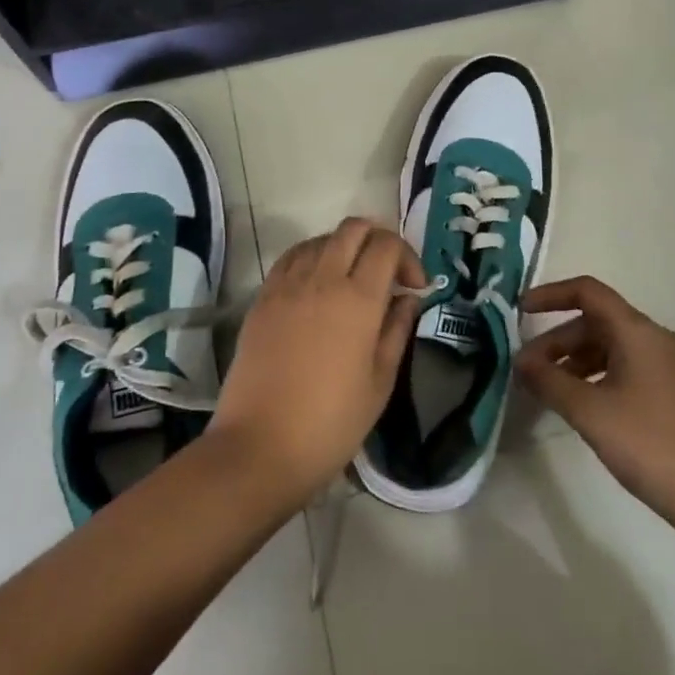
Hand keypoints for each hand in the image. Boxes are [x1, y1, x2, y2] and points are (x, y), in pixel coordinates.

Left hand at [209, 218, 423, 510]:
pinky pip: (292, 257)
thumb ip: (397, 330)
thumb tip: (408, 298)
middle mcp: (323, 278)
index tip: (414, 286)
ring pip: (321, 238)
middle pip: (354, 228)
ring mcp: (288, 285)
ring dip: (344, 246)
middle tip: (387, 272)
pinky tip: (317, 285)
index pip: (387, 246)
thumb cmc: (331, 423)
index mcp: (359, 299)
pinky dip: (312, 257)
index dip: (407, 257)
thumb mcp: (380, 382)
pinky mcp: (263, 297)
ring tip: (352, 278)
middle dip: (378, 239)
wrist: (260, 447)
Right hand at [516, 277, 674, 534]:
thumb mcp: (590, 412)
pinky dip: (596, 375)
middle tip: (527, 369)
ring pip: (610, 346)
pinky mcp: (672, 391)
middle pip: (596, 322)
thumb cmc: (649, 445)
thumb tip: (520, 360)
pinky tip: (582, 404)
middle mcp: (654, 338)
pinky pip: (625, 367)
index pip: (588, 292)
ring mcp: (667, 365)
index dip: (551, 295)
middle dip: (557, 340)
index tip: (520, 311)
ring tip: (548, 389)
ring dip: (574, 360)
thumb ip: (549, 381)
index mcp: (637, 331)